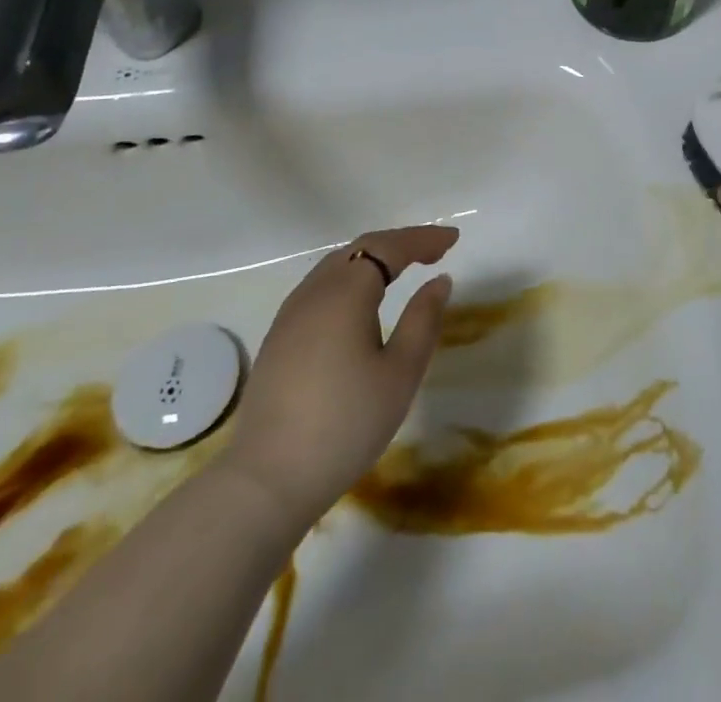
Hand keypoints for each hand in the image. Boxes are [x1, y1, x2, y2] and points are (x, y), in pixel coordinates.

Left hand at [217, 225, 457, 526]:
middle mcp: (314, 292)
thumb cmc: (345, 424)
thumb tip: (438, 280)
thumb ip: (423, 320)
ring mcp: (290, 316)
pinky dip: (351, 279)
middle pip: (360, 249)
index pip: (389, 247)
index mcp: (345, 293)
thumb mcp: (400, 374)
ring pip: (337, 267)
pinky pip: (320, 288)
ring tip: (403, 269)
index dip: (423, 239)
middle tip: (434, 250)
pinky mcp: (278, 339)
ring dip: (373, 260)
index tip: (453, 239)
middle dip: (399, 243)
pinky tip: (362, 302)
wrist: (267, 481)